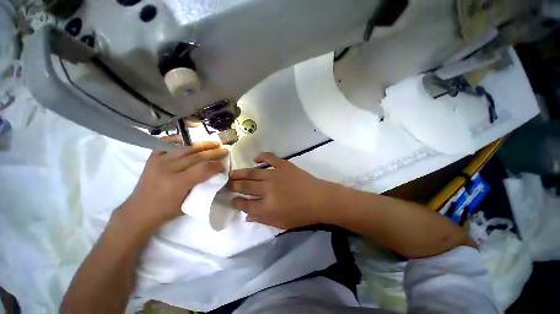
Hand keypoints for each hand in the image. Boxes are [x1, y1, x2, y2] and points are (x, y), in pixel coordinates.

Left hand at [120, 142, 228, 229]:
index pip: (203, 168)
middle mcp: (168, 169)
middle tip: (225, 150)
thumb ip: (202, 187)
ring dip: (202, 145)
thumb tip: (216, 175)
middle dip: (213, 152)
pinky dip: (178, 140)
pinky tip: (188, 139)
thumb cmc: (166, 211)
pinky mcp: (152, 158)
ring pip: (185, 148)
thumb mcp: (188, 203)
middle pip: (196, 156)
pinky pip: (166, 144)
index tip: (224, 165)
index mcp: (177, 183)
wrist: (139, 211)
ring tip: (214, 143)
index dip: (216, 165)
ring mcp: (158, 161)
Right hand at [228, 153, 338, 228]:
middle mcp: (267, 190)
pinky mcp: (283, 165)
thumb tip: (246, 215)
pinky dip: (261, 156)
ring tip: (232, 173)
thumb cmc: (301, 215)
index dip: (235, 202)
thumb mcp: (280, 223)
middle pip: (245, 186)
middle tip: (226, 184)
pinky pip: (269, 157)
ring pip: (252, 172)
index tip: (231, 200)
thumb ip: (261, 219)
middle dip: (233, 185)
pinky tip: (255, 158)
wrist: (320, 199)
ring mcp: (274, 175)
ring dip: (240, 173)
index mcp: (266, 207)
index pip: (244, 204)